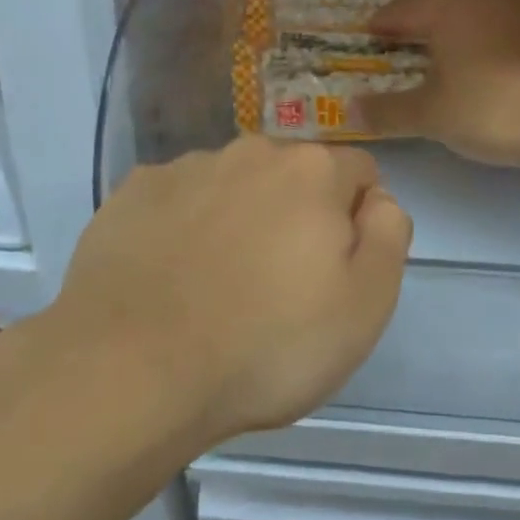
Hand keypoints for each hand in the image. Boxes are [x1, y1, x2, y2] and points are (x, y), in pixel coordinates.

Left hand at [53, 137, 410, 446]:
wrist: (131, 368)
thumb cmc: (266, 344)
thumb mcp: (365, 305)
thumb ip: (388, 236)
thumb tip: (377, 200)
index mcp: (312, 171)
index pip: (359, 172)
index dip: (358, 218)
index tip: (337, 270)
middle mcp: (251, 151)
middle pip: (294, 174)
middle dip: (297, 213)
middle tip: (280, 283)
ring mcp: (186, 168)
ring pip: (234, 184)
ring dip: (240, 216)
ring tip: (219, 284)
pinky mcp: (134, 192)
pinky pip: (179, 199)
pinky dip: (184, 225)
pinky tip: (170, 276)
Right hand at [360, 0, 519, 166]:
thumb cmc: (491, 106)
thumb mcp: (431, 116)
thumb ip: (389, 111)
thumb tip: (352, 110)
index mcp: (446, 2)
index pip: (401, 6)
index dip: (382, 22)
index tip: (371, 37)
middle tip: (421, 17)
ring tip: (454, 41)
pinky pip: (512, 8)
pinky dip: (495, 22)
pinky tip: (493, 58)